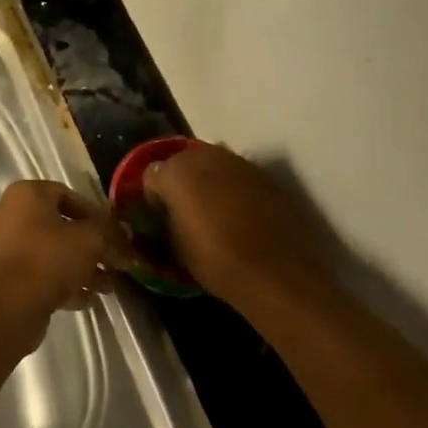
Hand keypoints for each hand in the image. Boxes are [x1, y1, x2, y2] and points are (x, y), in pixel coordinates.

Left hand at [0, 181, 123, 328]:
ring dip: (81, 267)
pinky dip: (63, 283)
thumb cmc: (50, 257)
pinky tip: (88, 299)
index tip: (115, 233)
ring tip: (107, 286)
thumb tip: (125, 237)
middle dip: (91, 246)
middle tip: (115, 263)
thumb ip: (110, 234)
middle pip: (60, 227)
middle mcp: (10, 214)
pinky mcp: (4, 277)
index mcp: (26, 194)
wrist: (11, 305)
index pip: (68, 195)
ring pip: (51, 253)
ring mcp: (4, 247)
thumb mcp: (91, 240)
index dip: (96, 214)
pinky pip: (39, 273)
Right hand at [143, 145, 331, 312]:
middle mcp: (204, 156)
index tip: (160, 218)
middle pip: (182, 162)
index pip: (151, 176)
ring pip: (212, 164)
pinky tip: (240, 214)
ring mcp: (237, 161)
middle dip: (180, 183)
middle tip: (185, 211)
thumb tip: (168, 216)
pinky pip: (237, 175)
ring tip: (214, 211)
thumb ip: (166, 221)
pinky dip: (233, 188)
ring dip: (207, 182)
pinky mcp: (263, 173)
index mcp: (175, 172)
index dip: (154, 198)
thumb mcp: (176, 247)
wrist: (277, 271)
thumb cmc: (216, 260)